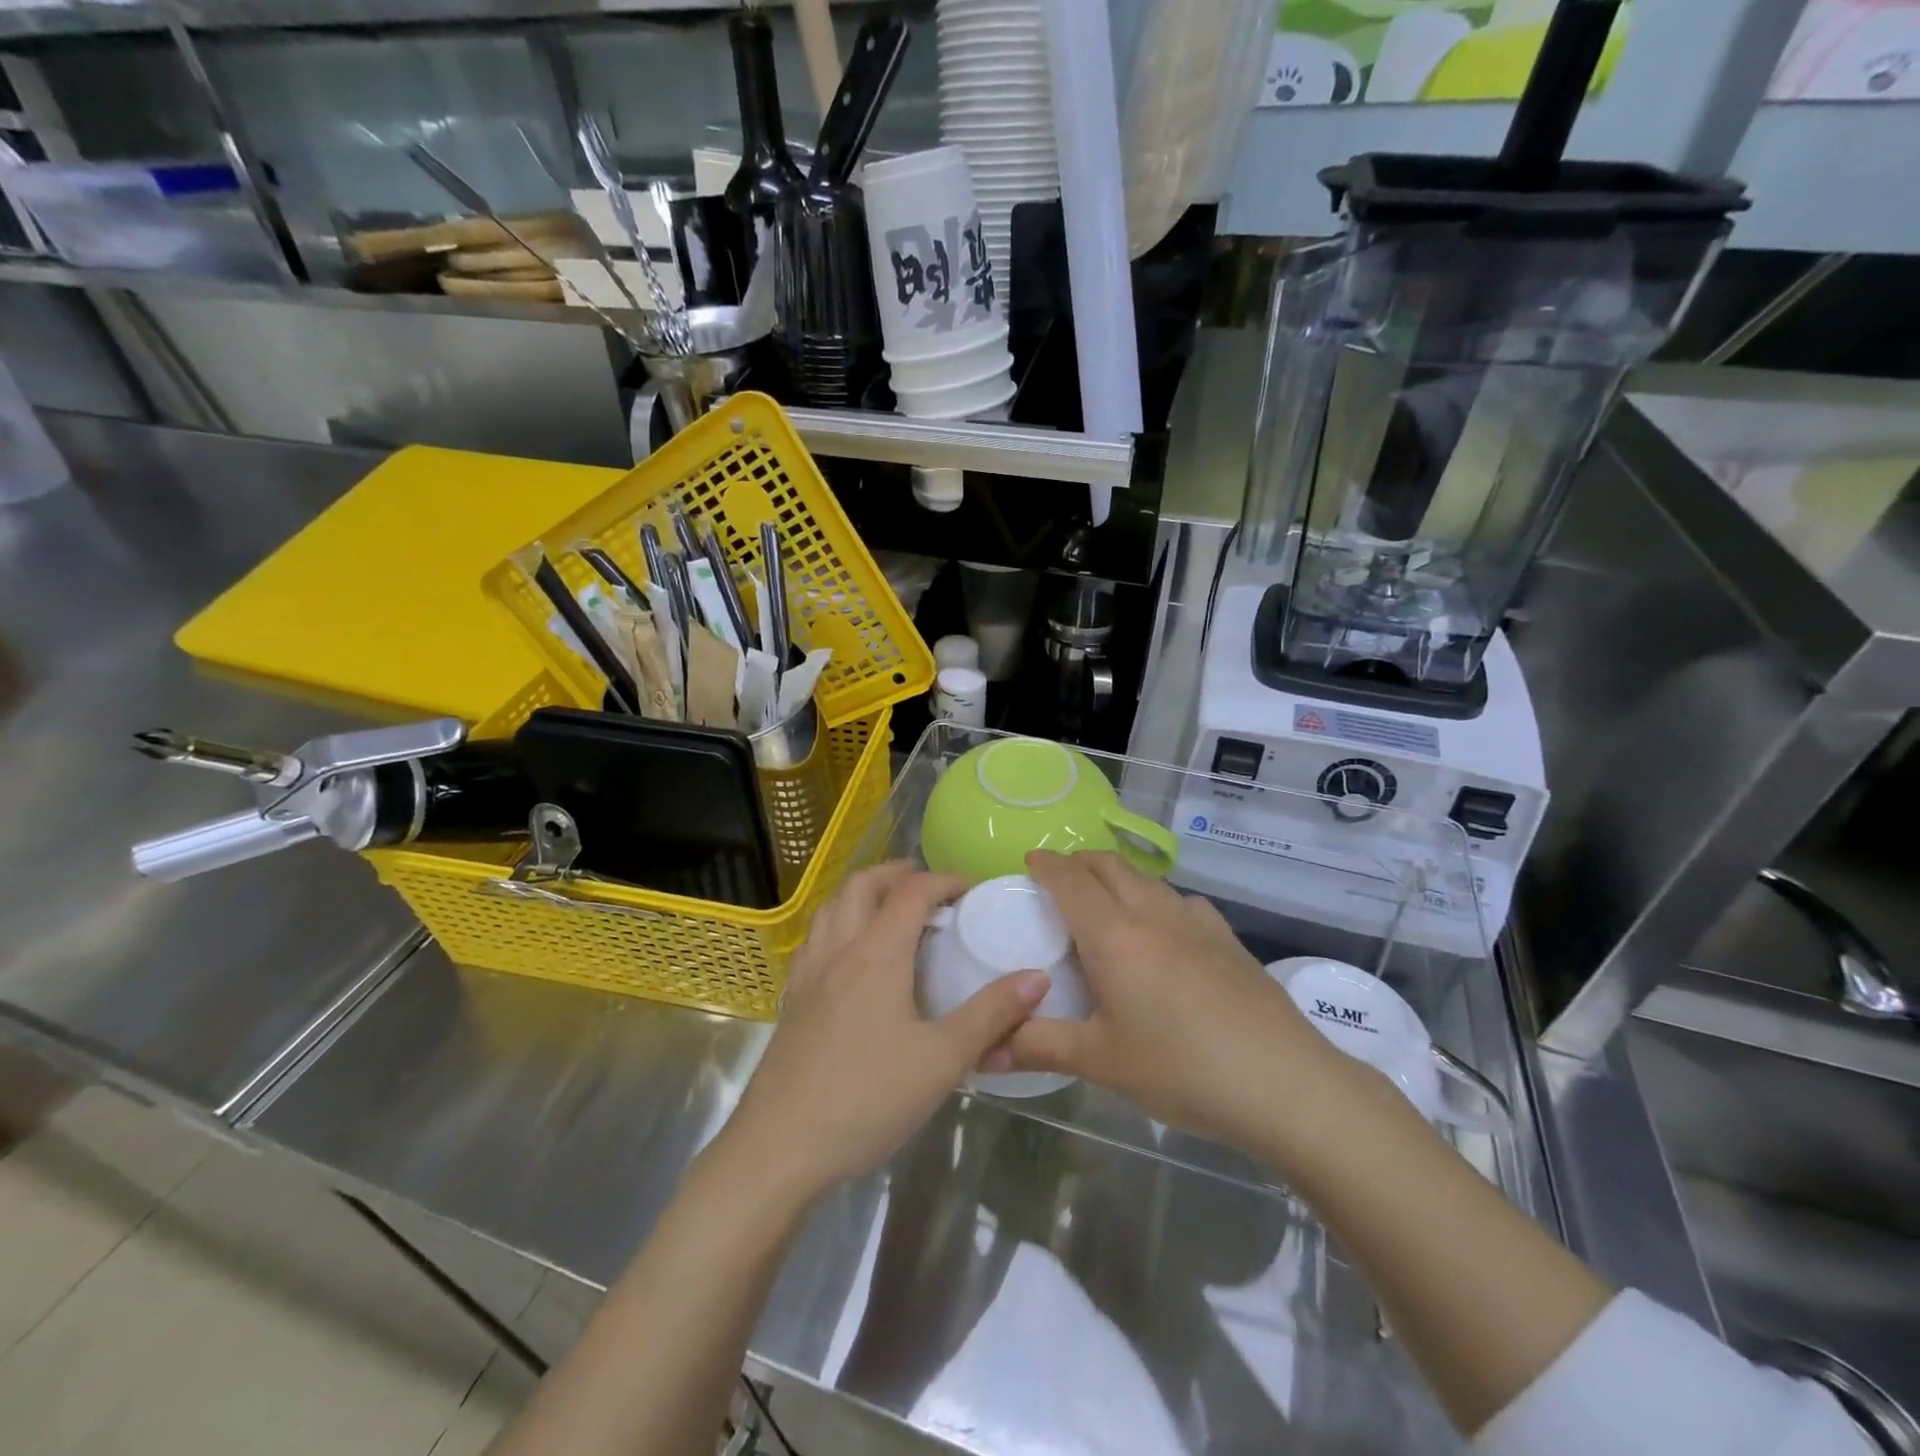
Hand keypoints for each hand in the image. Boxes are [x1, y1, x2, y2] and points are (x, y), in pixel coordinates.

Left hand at [718, 864, 1051, 1203]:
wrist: (779, 1148)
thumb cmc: (867, 1099)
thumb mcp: (942, 1061)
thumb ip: (991, 1015)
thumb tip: (1038, 978)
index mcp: (876, 955)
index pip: (911, 892)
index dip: (944, 880)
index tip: (971, 889)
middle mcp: (838, 950)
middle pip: (862, 884)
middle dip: (897, 874)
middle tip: (930, 889)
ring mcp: (808, 974)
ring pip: (831, 906)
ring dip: (863, 894)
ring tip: (892, 912)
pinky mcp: (792, 1000)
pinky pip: (814, 938)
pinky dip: (838, 924)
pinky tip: (851, 956)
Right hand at [994, 850, 1346, 1152]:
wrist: (1285, 1083)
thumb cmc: (1182, 1069)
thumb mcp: (1101, 1063)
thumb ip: (1038, 1047)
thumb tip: (982, 1052)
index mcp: (1114, 935)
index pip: (1070, 879)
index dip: (1046, 864)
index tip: (1029, 862)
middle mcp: (1152, 913)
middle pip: (1109, 864)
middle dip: (1078, 862)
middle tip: (1058, 880)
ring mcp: (1196, 920)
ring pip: (1145, 878)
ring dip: (1116, 876)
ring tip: (1103, 904)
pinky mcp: (1227, 936)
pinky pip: (1178, 899)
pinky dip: (1154, 898)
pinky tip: (1161, 933)